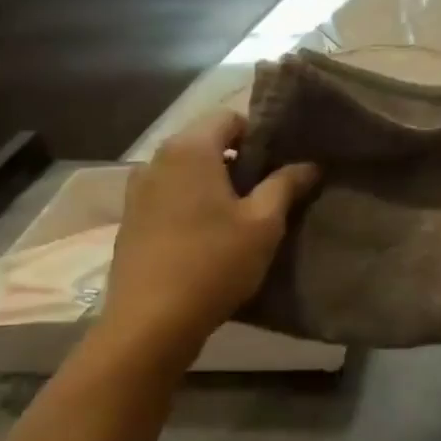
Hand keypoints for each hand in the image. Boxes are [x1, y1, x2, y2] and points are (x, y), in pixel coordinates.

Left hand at [100, 111, 318, 353]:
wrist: (150, 323)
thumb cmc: (214, 263)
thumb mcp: (263, 224)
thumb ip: (286, 185)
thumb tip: (310, 164)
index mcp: (189, 149)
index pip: (230, 118)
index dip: (261, 136)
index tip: (281, 165)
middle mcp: (156, 159)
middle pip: (206, 143)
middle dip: (239, 161)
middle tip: (269, 192)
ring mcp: (137, 191)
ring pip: (187, 172)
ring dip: (215, 184)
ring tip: (241, 217)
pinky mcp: (130, 220)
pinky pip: (169, 196)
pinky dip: (192, 203)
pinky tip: (210, 237)